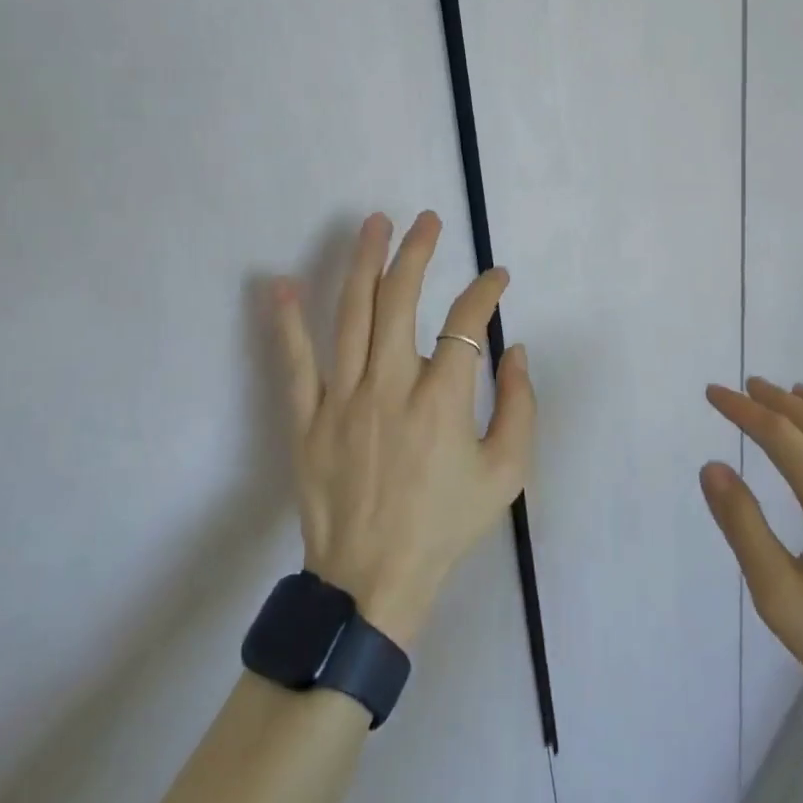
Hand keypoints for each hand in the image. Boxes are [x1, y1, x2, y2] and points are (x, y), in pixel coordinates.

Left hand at [273, 211, 533, 648]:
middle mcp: (390, 387)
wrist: (372, 582)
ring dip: (363, 263)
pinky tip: (283, 283)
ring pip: (351, 316)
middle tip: (427, 220)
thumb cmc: (445, 525)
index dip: (485, 291)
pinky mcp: (307, 419)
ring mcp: (342, 400)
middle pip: (400, 301)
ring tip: (373, 223)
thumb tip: (514, 349)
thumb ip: (520, 406)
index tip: (497, 276)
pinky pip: (295, 363)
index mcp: (441, 401)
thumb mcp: (506, 474)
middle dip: (417, 252)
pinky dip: (288, 322)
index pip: (466, 323)